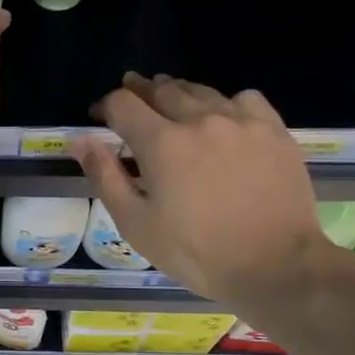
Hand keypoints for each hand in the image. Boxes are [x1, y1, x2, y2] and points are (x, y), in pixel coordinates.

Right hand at [69, 75, 328, 312]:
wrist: (274, 265)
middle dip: (140, 91)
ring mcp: (242, 121)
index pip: (123, 103)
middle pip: (162, 89)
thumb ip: (105, 176)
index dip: (106, 105)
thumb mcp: (136, 223)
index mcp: (162, 143)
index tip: (99, 116)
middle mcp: (200, 119)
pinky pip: (244, 99)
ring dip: (178, 93)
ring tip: (171, 103)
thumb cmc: (195, 252)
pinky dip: (224, 103)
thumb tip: (80, 140)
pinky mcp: (274, 130)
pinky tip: (223, 119)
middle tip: (131, 99)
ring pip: (202, 91)